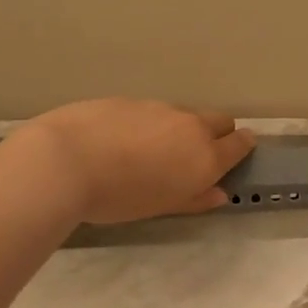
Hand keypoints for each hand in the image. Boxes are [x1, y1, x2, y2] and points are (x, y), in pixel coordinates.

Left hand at [17, 100, 254, 224]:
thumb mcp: (161, 207)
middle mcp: (189, 126)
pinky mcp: (129, 100)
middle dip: (217, 133)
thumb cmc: (119, 197)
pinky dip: (146, 124)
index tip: (239, 151)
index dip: (242, 147)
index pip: (239, 144)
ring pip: (182, 115)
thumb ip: (195, 198)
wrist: (65, 161)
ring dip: (178, 129)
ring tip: (149, 153)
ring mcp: (158, 108)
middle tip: (196, 155)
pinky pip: (150, 111)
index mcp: (205, 156)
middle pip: (219, 121)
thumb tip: (219, 193)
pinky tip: (120, 142)